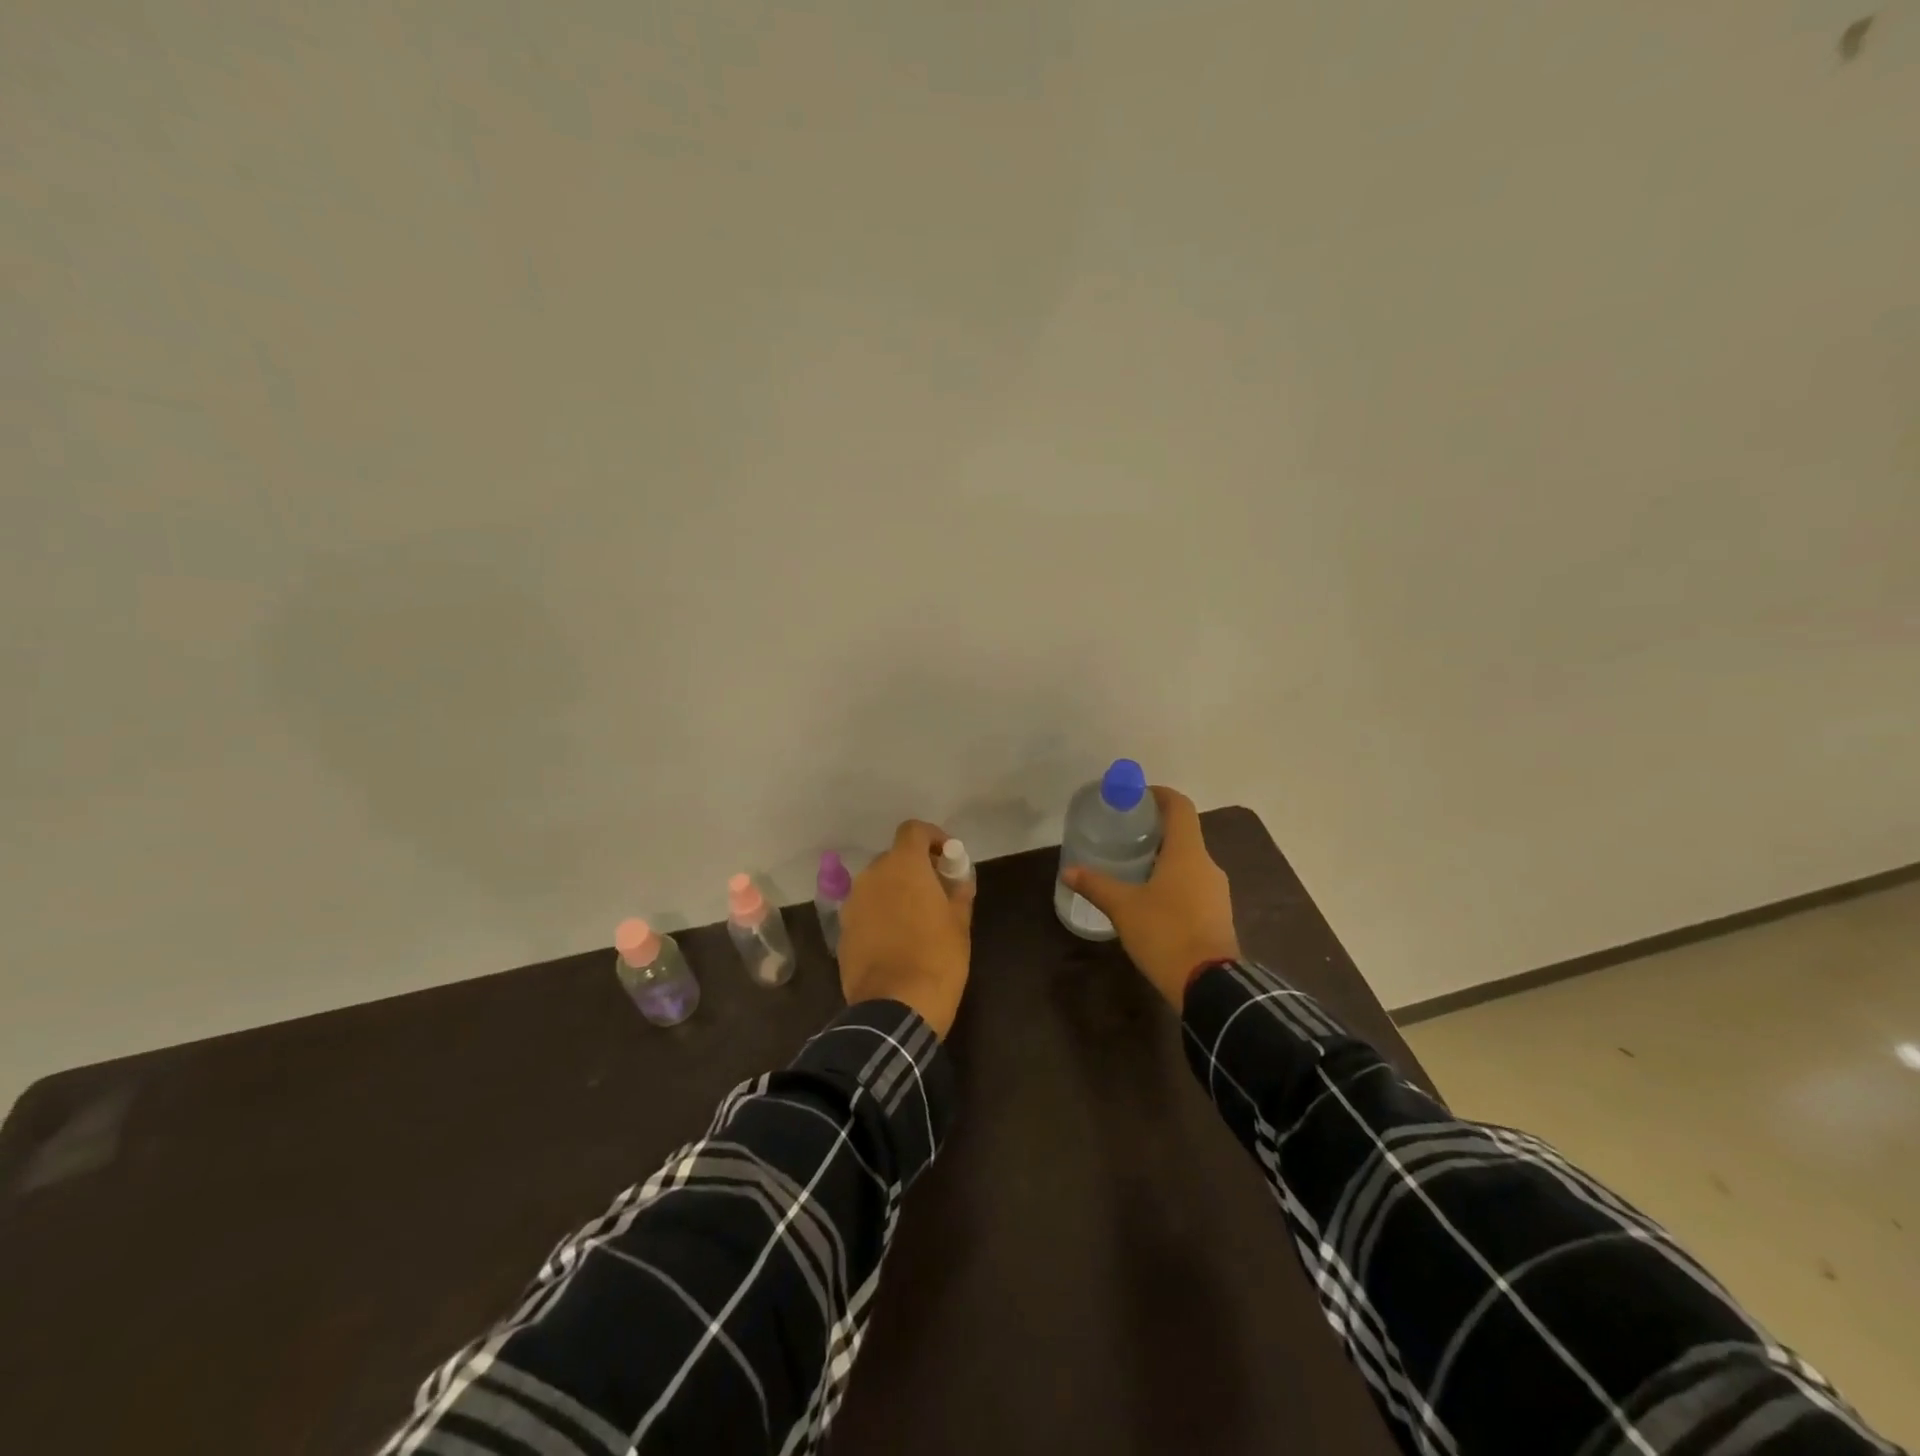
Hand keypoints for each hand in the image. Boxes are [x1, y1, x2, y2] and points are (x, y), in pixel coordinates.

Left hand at [838, 820, 974, 1037]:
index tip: (948, 858)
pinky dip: (881, 915)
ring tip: (917, 919)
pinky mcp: (843, 931)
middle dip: (915, 869)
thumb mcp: (959, 924)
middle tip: (937, 892)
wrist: (894, 1008)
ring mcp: (853, 903)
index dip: (933, 838)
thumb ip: (958, 894)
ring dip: (896, 892)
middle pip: (894, 858)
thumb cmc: (937, 958)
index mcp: (903, 866)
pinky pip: (866, 910)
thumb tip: (959, 881)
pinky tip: (896, 941)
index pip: (913, 830)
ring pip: (878, 885)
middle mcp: (872, 876)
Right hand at [1063, 787, 1239, 1009]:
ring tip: (1133, 867)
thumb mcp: (1123, 908)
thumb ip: (1096, 885)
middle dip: (1155, 831)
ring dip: (1164, 858)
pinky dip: (1173, 882)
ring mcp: (1217, 891)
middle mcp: (1207, 865)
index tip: (1137, 796)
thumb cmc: (1166, 933)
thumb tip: (1068, 871)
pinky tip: (1151, 899)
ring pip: (1189, 862)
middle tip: (1124, 835)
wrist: (1210, 985)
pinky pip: (1194, 885)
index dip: (1160, 795)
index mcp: (1188, 853)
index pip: (1180, 807)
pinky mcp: (1218, 915)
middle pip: (1184, 834)